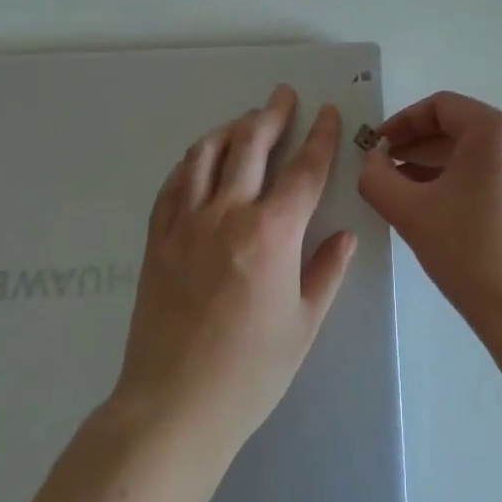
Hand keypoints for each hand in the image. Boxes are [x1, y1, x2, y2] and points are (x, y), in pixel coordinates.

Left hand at [113, 85, 355, 451]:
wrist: (173, 407)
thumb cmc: (250, 372)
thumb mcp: (304, 324)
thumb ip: (326, 272)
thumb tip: (344, 236)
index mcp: (272, 234)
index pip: (303, 171)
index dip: (320, 137)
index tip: (326, 113)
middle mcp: (228, 215)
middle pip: (251, 146)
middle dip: (272, 115)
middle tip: (283, 95)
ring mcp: (186, 224)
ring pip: (206, 156)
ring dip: (230, 129)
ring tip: (244, 120)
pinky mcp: (158, 240)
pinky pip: (173, 185)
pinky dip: (191, 163)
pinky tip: (200, 160)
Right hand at [357, 91, 501, 337]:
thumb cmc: (470, 254)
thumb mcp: (411, 212)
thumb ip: (377, 177)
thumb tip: (373, 159)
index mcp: (498, 131)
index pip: (441, 107)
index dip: (402, 122)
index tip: (377, 146)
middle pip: (462, 127)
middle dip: (419, 145)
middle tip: (385, 168)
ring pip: (480, 152)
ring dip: (440, 163)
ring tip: (407, 189)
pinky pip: (499, 171)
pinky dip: (467, 179)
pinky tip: (443, 206)